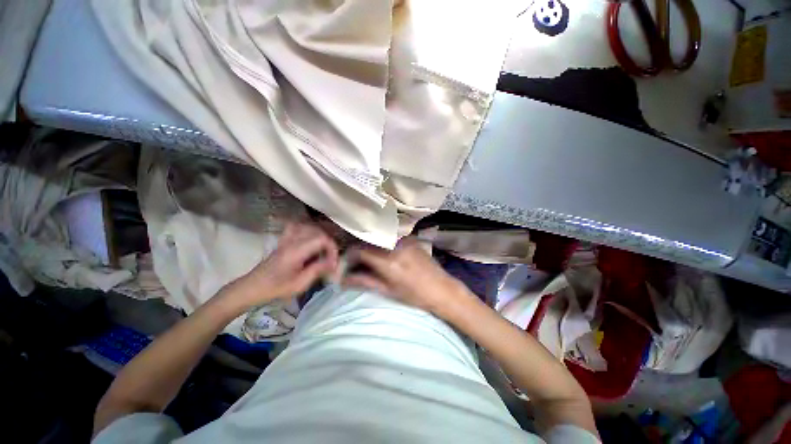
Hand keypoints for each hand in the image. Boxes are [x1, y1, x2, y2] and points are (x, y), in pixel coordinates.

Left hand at [227, 222, 338, 309]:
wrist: (252, 287)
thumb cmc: (275, 288)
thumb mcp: (299, 284)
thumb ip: (318, 270)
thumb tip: (334, 262)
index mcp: (296, 251)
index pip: (321, 239)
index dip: (332, 248)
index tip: (333, 262)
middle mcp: (292, 240)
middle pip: (317, 231)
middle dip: (329, 243)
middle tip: (330, 258)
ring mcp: (286, 239)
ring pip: (309, 227)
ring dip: (320, 236)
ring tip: (323, 250)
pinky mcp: (284, 240)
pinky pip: (298, 228)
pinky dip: (308, 230)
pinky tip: (311, 240)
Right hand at [343, 238, 477, 317]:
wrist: (442, 288)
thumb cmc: (415, 295)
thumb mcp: (388, 291)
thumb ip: (365, 281)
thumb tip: (343, 280)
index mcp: (388, 261)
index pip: (360, 250)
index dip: (349, 255)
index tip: (346, 263)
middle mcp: (395, 245)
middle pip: (368, 241)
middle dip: (358, 249)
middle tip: (355, 260)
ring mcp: (404, 239)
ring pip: (379, 237)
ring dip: (370, 244)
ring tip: (368, 256)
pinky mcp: (411, 238)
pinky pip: (390, 236)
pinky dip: (382, 242)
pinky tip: (383, 250)